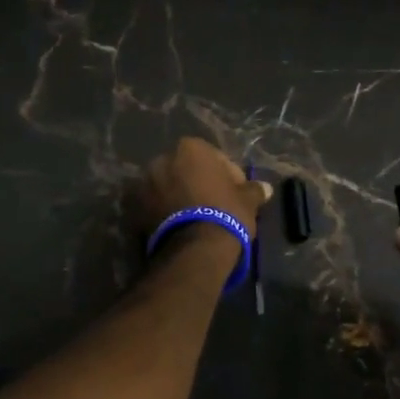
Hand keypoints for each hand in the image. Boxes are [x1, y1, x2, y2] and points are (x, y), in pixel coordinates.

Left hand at [135, 137, 271, 255]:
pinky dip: (165, 212)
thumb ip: (254, 190)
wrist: (193, 250)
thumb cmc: (225, 214)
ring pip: (169, 187)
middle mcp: (162, 159)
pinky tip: (181, 228)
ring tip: (196, 219)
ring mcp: (144, 183)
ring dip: (180, 198)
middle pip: (187, 170)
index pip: (215, 158)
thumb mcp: (247, 201)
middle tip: (215, 206)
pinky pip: (155, 206)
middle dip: (199, 184)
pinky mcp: (133, 209)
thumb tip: (265, 188)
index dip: (228, 176)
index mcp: (190, 148)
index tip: (235, 195)